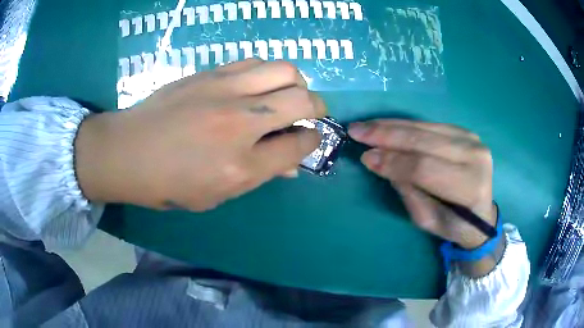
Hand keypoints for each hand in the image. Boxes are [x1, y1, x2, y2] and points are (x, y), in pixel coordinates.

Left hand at [75, 59, 324, 210]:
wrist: (128, 152)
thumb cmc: (169, 183)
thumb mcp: (217, 194)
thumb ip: (259, 175)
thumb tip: (292, 163)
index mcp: (242, 166)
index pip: (300, 144)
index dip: (312, 140)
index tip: (308, 138)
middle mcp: (240, 123)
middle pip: (302, 100)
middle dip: (316, 107)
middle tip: (310, 112)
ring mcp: (225, 91)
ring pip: (284, 70)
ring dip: (295, 82)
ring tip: (285, 93)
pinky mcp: (211, 73)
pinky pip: (255, 61)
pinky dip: (267, 72)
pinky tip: (257, 84)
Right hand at [349, 120, 495, 248]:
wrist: (481, 215)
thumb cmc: (454, 225)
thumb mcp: (427, 220)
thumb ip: (407, 191)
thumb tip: (380, 160)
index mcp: (469, 186)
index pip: (425, 168)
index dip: (393, 162)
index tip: (365, 158)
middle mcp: (474, 156)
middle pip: (424, 141)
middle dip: (387, 135)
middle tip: (356, 131)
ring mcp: (472, 140)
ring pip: (425, 128)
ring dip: (392, 126)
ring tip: (366, 125)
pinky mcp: (465, 131)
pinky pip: (429, 125)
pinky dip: (405, 125)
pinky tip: (386, 125)